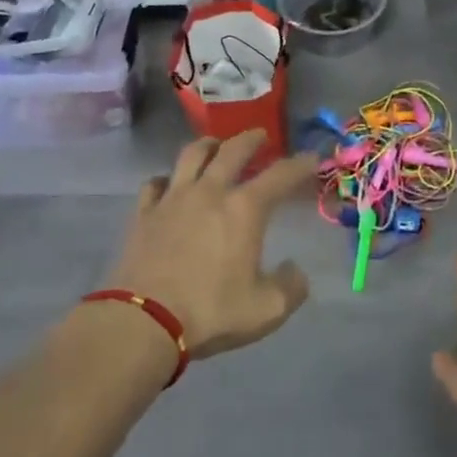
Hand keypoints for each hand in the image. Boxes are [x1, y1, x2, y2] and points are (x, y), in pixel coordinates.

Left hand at [106, 130, 314, 360]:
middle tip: (260, 136)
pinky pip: (155, 184)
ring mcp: (173, 198)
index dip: (299, 164)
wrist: (144, 321)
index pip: (280, 176)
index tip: (311, 157)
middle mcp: (210, 192)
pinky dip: (166, 179)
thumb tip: (296, 271)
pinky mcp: (144, 213)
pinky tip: (168, 184)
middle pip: (232, 150)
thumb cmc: (210, 312)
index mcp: (244, 209)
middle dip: (251, 139)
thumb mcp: (265, 310)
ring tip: (215, 144)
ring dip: (208, 145)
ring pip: (192, 155)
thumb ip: (290, 288)